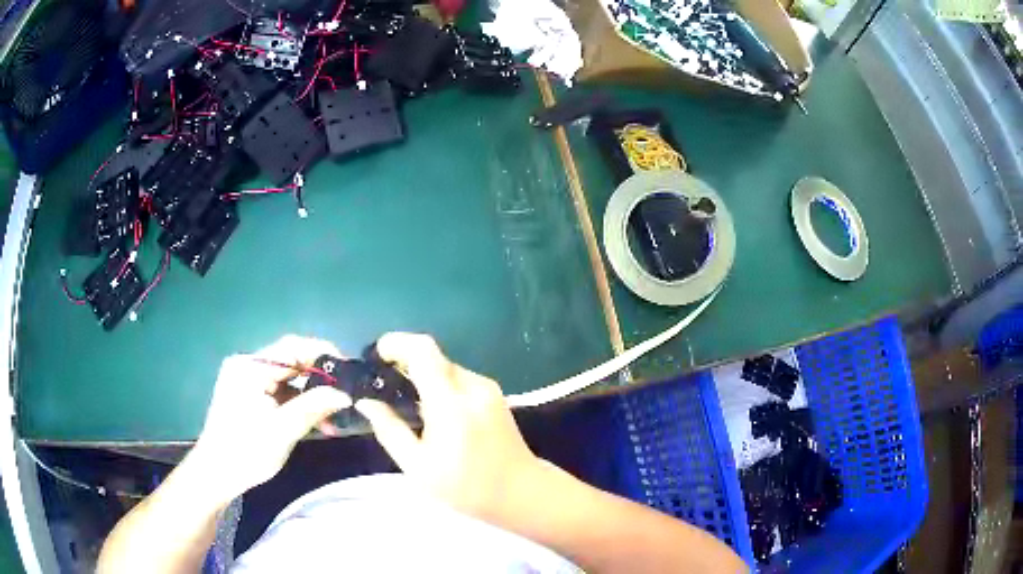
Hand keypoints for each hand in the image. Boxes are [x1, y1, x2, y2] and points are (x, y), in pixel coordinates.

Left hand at [191, 335, 352, 504]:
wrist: (216, 474)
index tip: (349, 371)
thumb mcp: (283, 430)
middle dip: (320, 379)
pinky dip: (298, 404)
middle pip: (291, 361)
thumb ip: (314, 407)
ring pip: (288, 379)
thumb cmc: (246, 452)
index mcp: (250, 367)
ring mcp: (247, 380)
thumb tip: (346, 394)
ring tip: (333, 418)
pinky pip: (280, 391)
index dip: (324, 354)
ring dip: (311, 395)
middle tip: (346, 396)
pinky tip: (316, 423)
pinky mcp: (249, 395)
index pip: (293, 347)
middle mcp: (247, 365)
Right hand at [355, 333, 544, 522]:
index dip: (396, 343)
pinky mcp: (495, 395)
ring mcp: (488, 389)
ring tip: (406, 405)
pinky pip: (459, 380)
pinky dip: (440, 386)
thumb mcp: (418, 467)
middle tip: (383, 387)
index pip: (423, 351)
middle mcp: (472, 386)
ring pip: (446, 368)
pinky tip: (433, 413)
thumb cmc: (467, 487)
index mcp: (451, 403)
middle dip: (405, 363)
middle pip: (433, 357)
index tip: (376, 355)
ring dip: (423, 376)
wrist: (522, 493)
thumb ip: (389, 430)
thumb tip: (366, 403)